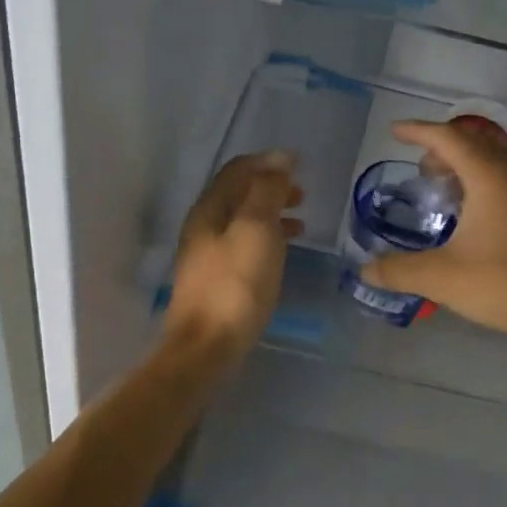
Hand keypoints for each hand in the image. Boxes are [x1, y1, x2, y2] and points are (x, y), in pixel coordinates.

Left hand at [164, 151, 303, 371]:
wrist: (206, 346)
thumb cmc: (236, 284)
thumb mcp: (256, 230)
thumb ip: (267, 192)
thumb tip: (279, 160)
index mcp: (209, 208)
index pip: (237, 170)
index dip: (268, 162)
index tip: (299, 165)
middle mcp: (203, 226)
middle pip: (238, 194)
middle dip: (270, 188)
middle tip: (303, 194)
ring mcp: (207, 254)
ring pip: (242, 221)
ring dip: (271, 214)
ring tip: (301, 222)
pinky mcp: (216, 279)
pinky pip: (243, 245)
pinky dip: (266, 239)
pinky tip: (282, 252)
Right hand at [360, 121, 506, 344]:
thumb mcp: (444, 278)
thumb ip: (400, 271)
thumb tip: (366, 270)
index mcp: (489, 177)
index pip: (449, 138)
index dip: (419, 131)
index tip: (394, 132)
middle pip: (474, 144)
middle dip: (442, 149)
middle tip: (420, 171)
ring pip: (493, 163)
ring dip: (464, 168)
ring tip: (442, 193)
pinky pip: (506, 182)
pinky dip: (481, 185)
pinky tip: (472, 220)